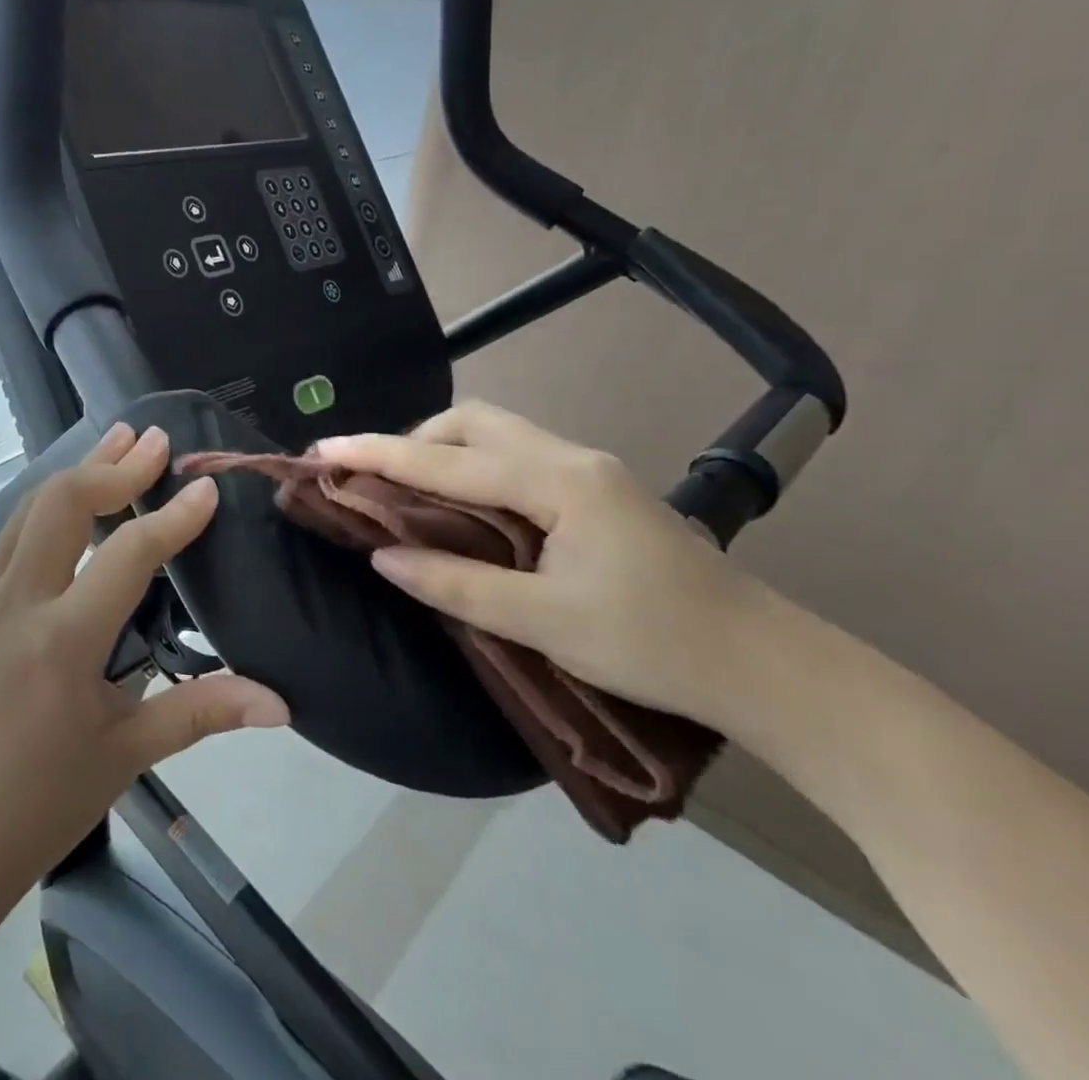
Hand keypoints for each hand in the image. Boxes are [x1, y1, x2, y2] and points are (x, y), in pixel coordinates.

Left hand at [0, 423, 288, 898]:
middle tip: (155, 440)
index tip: (205, 487)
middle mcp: (16, 604)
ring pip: (28, 508)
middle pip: (62, 503)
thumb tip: (279, 703)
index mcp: (62, 642)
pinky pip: (10, 535)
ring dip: (77, 472)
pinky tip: (72, 503)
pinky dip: (48, 505)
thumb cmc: (45, 801)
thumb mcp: (128, 753)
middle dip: (113, 466)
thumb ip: (203, 711)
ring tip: (117, 443)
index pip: (125, 555)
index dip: (171, 517)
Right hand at [315, 401, 773, 726]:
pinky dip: (472, 469)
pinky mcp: (595, 490)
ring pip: (496, 434)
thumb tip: (383, 558)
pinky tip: (463, 507)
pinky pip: (515, 457)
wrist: (765, 666)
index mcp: (558, 482)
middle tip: (375, 480)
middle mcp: (570, 458)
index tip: (323, 448)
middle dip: (414, 440)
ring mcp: (587, 470)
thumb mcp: (546, 623)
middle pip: (473, 422)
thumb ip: (458, 584)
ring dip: (443, 452)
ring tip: (410, 494)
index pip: (447, 460)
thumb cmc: (654, 645)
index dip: (379, 454)